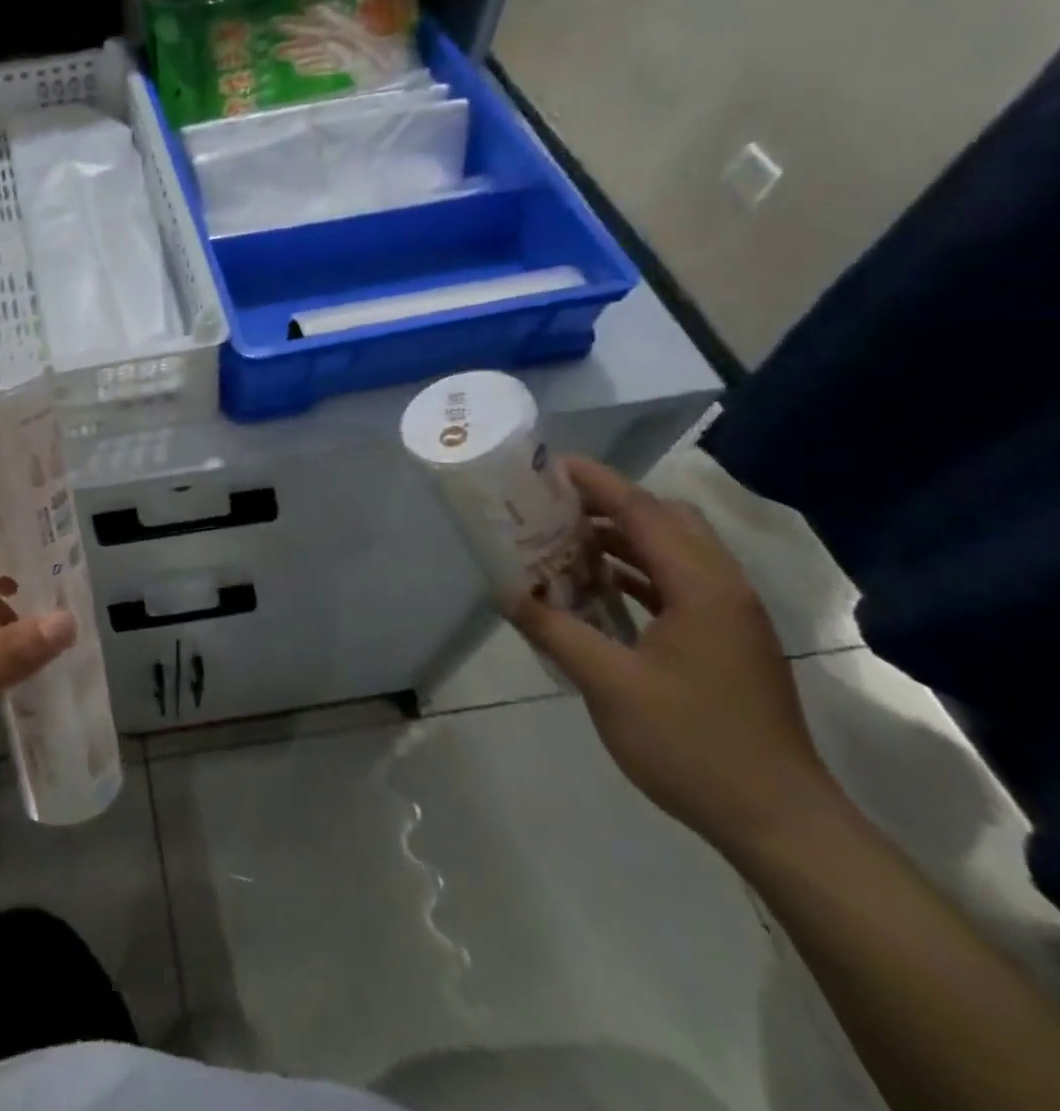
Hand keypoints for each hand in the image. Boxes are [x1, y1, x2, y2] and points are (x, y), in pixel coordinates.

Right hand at [509, 457, 845, 858]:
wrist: (780, 822)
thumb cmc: (692, 744)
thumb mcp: (608, 683)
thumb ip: (554, 628)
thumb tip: (505, 591)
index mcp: (702, 588)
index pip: (644, 512)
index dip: (598, 483)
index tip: (551, 464)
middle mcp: (724, 589)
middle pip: (668, 521)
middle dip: (610, 504)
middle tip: (555, 506)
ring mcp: (731, 617)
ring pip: (676, 551)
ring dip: (624, 538)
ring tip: (566, 541)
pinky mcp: (729, 642)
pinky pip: (679, 583)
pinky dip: (638, 571)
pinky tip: (601, 588)